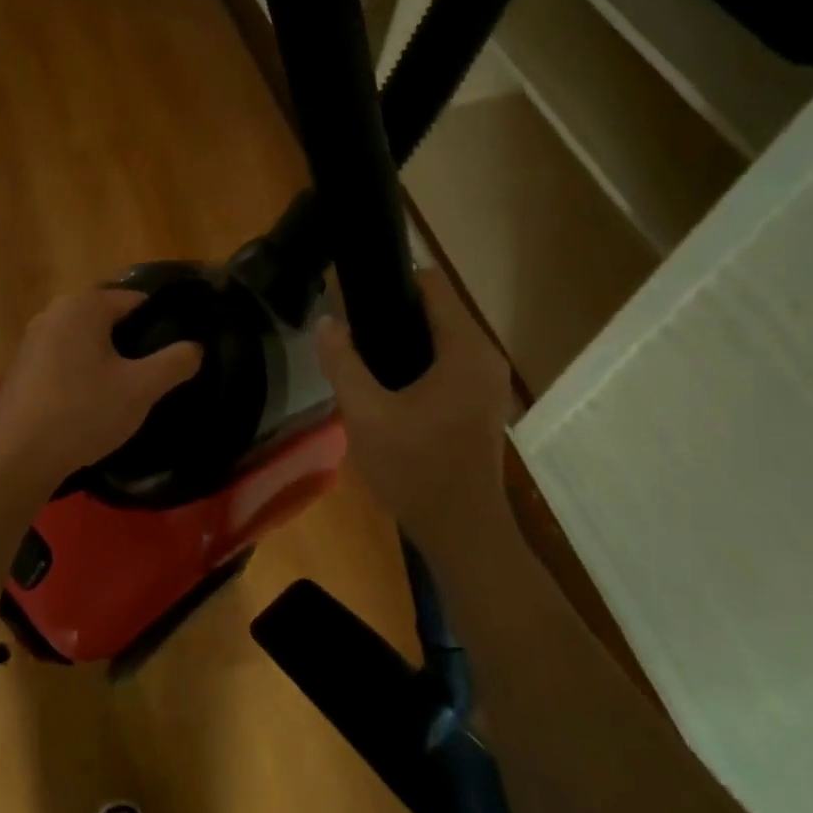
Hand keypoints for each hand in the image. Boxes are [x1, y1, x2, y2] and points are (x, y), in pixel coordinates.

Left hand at [0, 289, 201, 494]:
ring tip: (124, 392)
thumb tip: (195, 347)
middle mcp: (54, 311)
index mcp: (83, 305)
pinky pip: (63, 357)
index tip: (174, 355)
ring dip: (106, 359)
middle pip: (109, 319)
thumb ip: (176, 362)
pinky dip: (81, 372)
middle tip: (151, 376)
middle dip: (132, 343)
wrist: (20, 457)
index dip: (160, 325)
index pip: (136, 301)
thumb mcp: (141, 388)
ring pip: (85, 339)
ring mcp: (32, 338)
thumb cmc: (84, 413)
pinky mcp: (21, 365)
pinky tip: (89, 403)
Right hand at [316, 269, 513, 537]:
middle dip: (391, 313)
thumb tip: (325, 321)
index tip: (352, 296)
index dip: (391, 281)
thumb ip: (342, 363)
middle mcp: (484, 357)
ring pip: (440, 338)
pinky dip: (418, 363)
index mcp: (465, 350)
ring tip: (359, 356)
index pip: (432, 284)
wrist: (461, 530)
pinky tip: (385, 386)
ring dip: (402, 340)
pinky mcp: (481, 403)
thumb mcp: (366, 414)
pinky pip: (447, 364)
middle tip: (347, 330)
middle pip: (436, 310)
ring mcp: (487, 382)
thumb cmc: (415, 469)